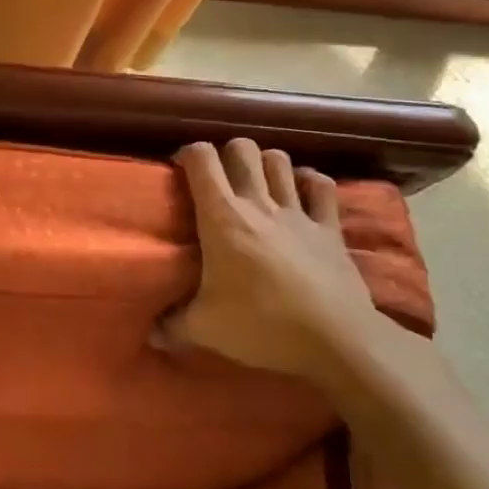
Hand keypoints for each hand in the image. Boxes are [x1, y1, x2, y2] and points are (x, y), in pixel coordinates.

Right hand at [163, 139, 381, 382]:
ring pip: (280, 160)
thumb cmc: (262, 325)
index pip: (202, 159)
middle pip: (243, 149)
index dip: (188, 155)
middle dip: (227, 154)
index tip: (180, 170)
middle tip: (219, 179)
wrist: (337, 340)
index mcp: (222, 217)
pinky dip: (309, 181)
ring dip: (265, 164)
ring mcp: (299, 212)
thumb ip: (173, 326)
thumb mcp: (206, 329)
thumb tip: (151, 335)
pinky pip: (322, 187)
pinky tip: (301, 191)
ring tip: (256, 182)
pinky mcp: (330, 228)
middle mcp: (259, 203)